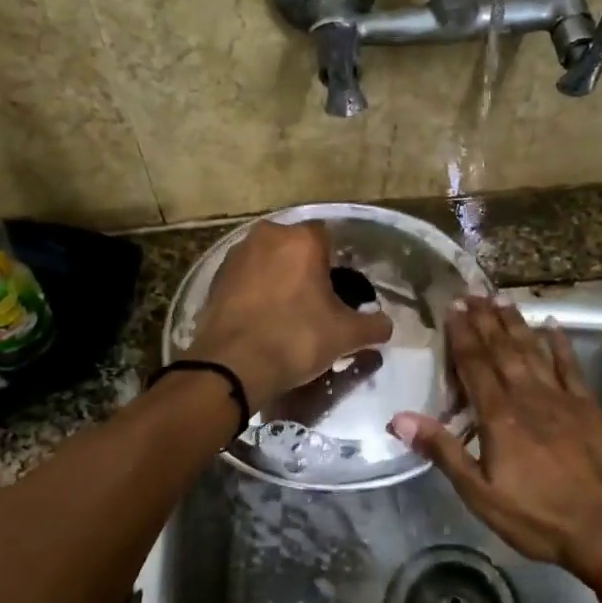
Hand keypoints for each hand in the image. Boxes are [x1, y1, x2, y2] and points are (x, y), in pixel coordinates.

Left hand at [188, 220, 393, 406]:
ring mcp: (236, 256)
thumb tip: (386, 325)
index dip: (336, 265)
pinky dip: (255, 293)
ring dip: (278, 279)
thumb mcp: (346, 336)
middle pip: (295, 248)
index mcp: (302, 240)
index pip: (328, 238)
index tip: (338, 292)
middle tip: (315, 304)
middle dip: (305, 270)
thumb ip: (374, 326)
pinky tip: (262, 320)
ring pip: (268, 261)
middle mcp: (267, 236)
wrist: (233, 366)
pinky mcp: (215, 279)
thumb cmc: (296, 339)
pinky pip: (246, 279)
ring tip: (287, 314)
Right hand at [392, 296, 601, 582]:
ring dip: (515, 323)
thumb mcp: (479, 493)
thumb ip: (443, 450)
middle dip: (484, 320)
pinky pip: (571, 366)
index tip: (452, 307)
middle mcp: (528, 395)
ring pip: (533, 350)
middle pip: (502, 349)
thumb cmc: (537, 516)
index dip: (462, 334)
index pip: (474, 364)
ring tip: (500, 299)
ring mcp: (561, 397)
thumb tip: (399, 418)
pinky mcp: (588, 406)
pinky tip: (552, 325)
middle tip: (471, 292)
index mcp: (499, 415)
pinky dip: (560, 344)